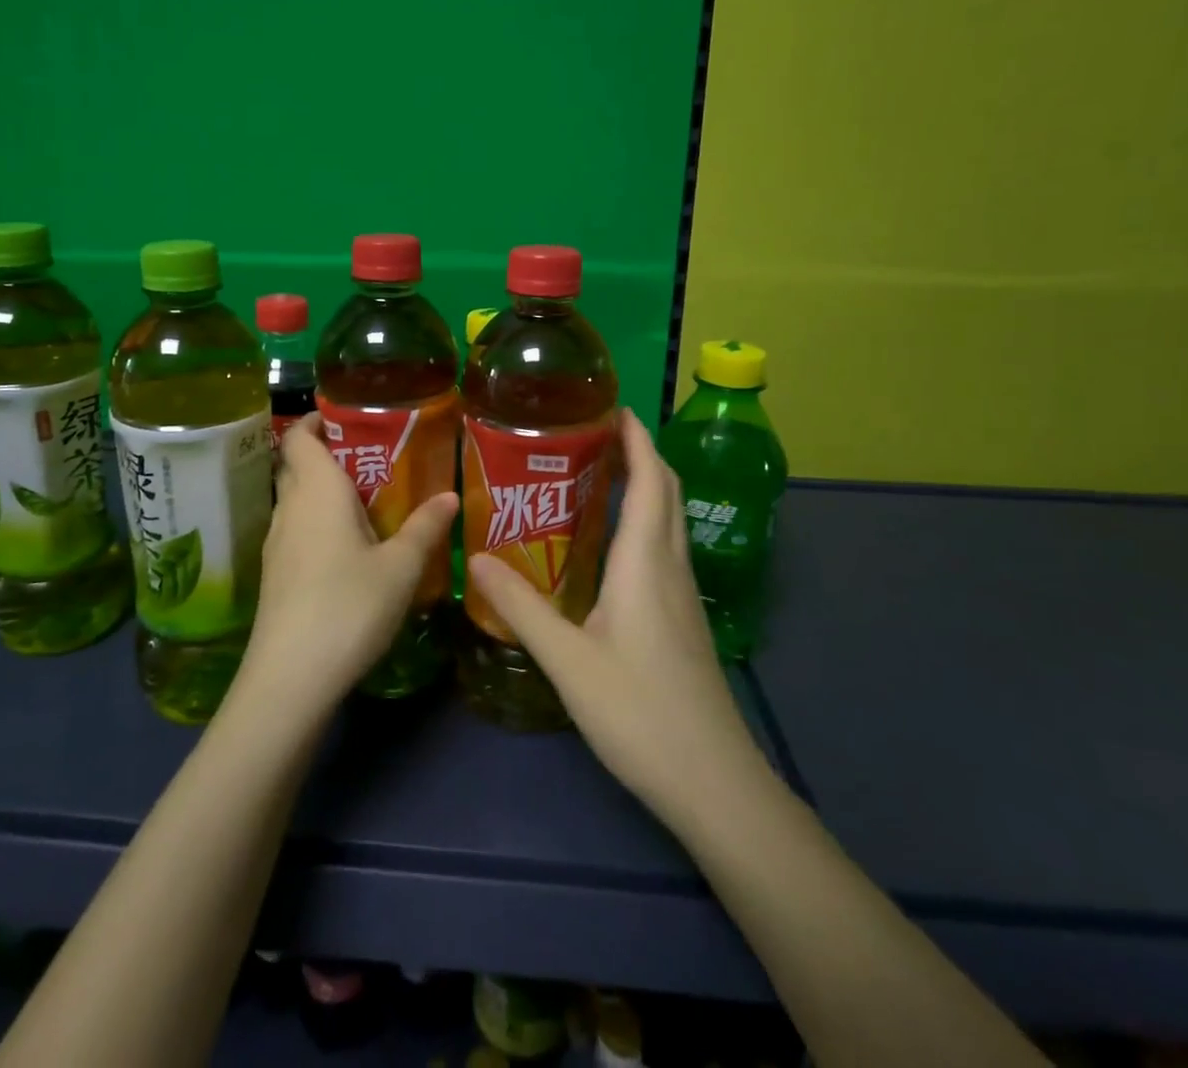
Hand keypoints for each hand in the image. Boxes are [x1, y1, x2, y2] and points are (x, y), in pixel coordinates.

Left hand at [240, 413, 459, 717]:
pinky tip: (349, 545)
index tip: (350, 416)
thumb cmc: (348, 606)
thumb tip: (450, 496)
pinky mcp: (276, 574)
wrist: (291, 677)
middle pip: (297, 464)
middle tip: (374, 456)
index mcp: (316, 491)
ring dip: (325, 490)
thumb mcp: (400, 568)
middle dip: (328, 453)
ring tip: (370, 498)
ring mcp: (277, 542)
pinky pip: (297, 529)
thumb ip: (425, 528)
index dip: (317, 419)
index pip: (300, 436)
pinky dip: (318, 522)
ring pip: (297, 499)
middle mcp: (290, 508)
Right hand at [468, 408, 770, 830]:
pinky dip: (644, 521)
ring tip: (597, 474)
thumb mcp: (568, 659)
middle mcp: (671, 567)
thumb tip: (475, 559)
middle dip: (639, 452)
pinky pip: (666, 548)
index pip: (650, 479)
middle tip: (592, 433)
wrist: (713, 782)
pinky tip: (611, 543)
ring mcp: (683, 595)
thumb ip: (521, 606)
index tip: (610, 405)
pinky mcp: (683, 619)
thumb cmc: (640, 713)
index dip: (636, 437)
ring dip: (644, 485)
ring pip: (669, 519)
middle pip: (666, 491)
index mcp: (647, 562)